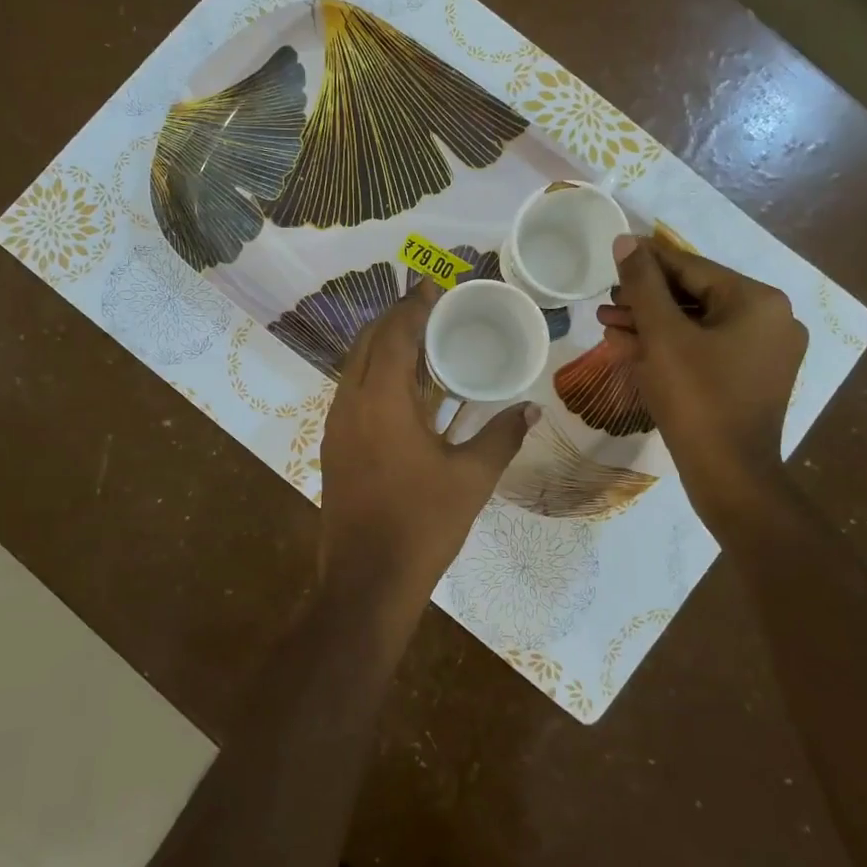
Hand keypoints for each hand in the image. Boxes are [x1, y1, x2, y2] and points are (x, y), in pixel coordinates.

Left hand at [319, 281, 537, 599]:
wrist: (366, 581)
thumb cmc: (421, 524)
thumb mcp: (471, 479)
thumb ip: (502, 437)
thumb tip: (531, 410)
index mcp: (380, 401)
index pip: (393, 335)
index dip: (413, 306)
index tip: (433, 284)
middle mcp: (350, 404)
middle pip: (367, 343)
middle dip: (395, 319)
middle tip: (430, 307)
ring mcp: (336, 426)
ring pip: (355, 367)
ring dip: (384, 346)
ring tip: (421, 340)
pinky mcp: (334, 447)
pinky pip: (353, 392)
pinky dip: (376, 375)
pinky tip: (406, 388)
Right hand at [596, 235, 807, 527]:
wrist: (728, 476)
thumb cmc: (696, 398)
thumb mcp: (662, 335)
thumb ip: (642, 284)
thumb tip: (625, 241)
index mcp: (758, 301)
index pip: (692, 267)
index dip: (647, 260)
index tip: (614, 253)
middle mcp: (770, 320)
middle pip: (695, 296)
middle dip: (645, 299)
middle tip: (605, 301)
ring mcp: (763, 353)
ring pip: (696, 325)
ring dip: (651, 324)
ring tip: (608, 325)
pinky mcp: (750, 379)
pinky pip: (704, 350)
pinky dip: (669, 347)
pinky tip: (629, 347)